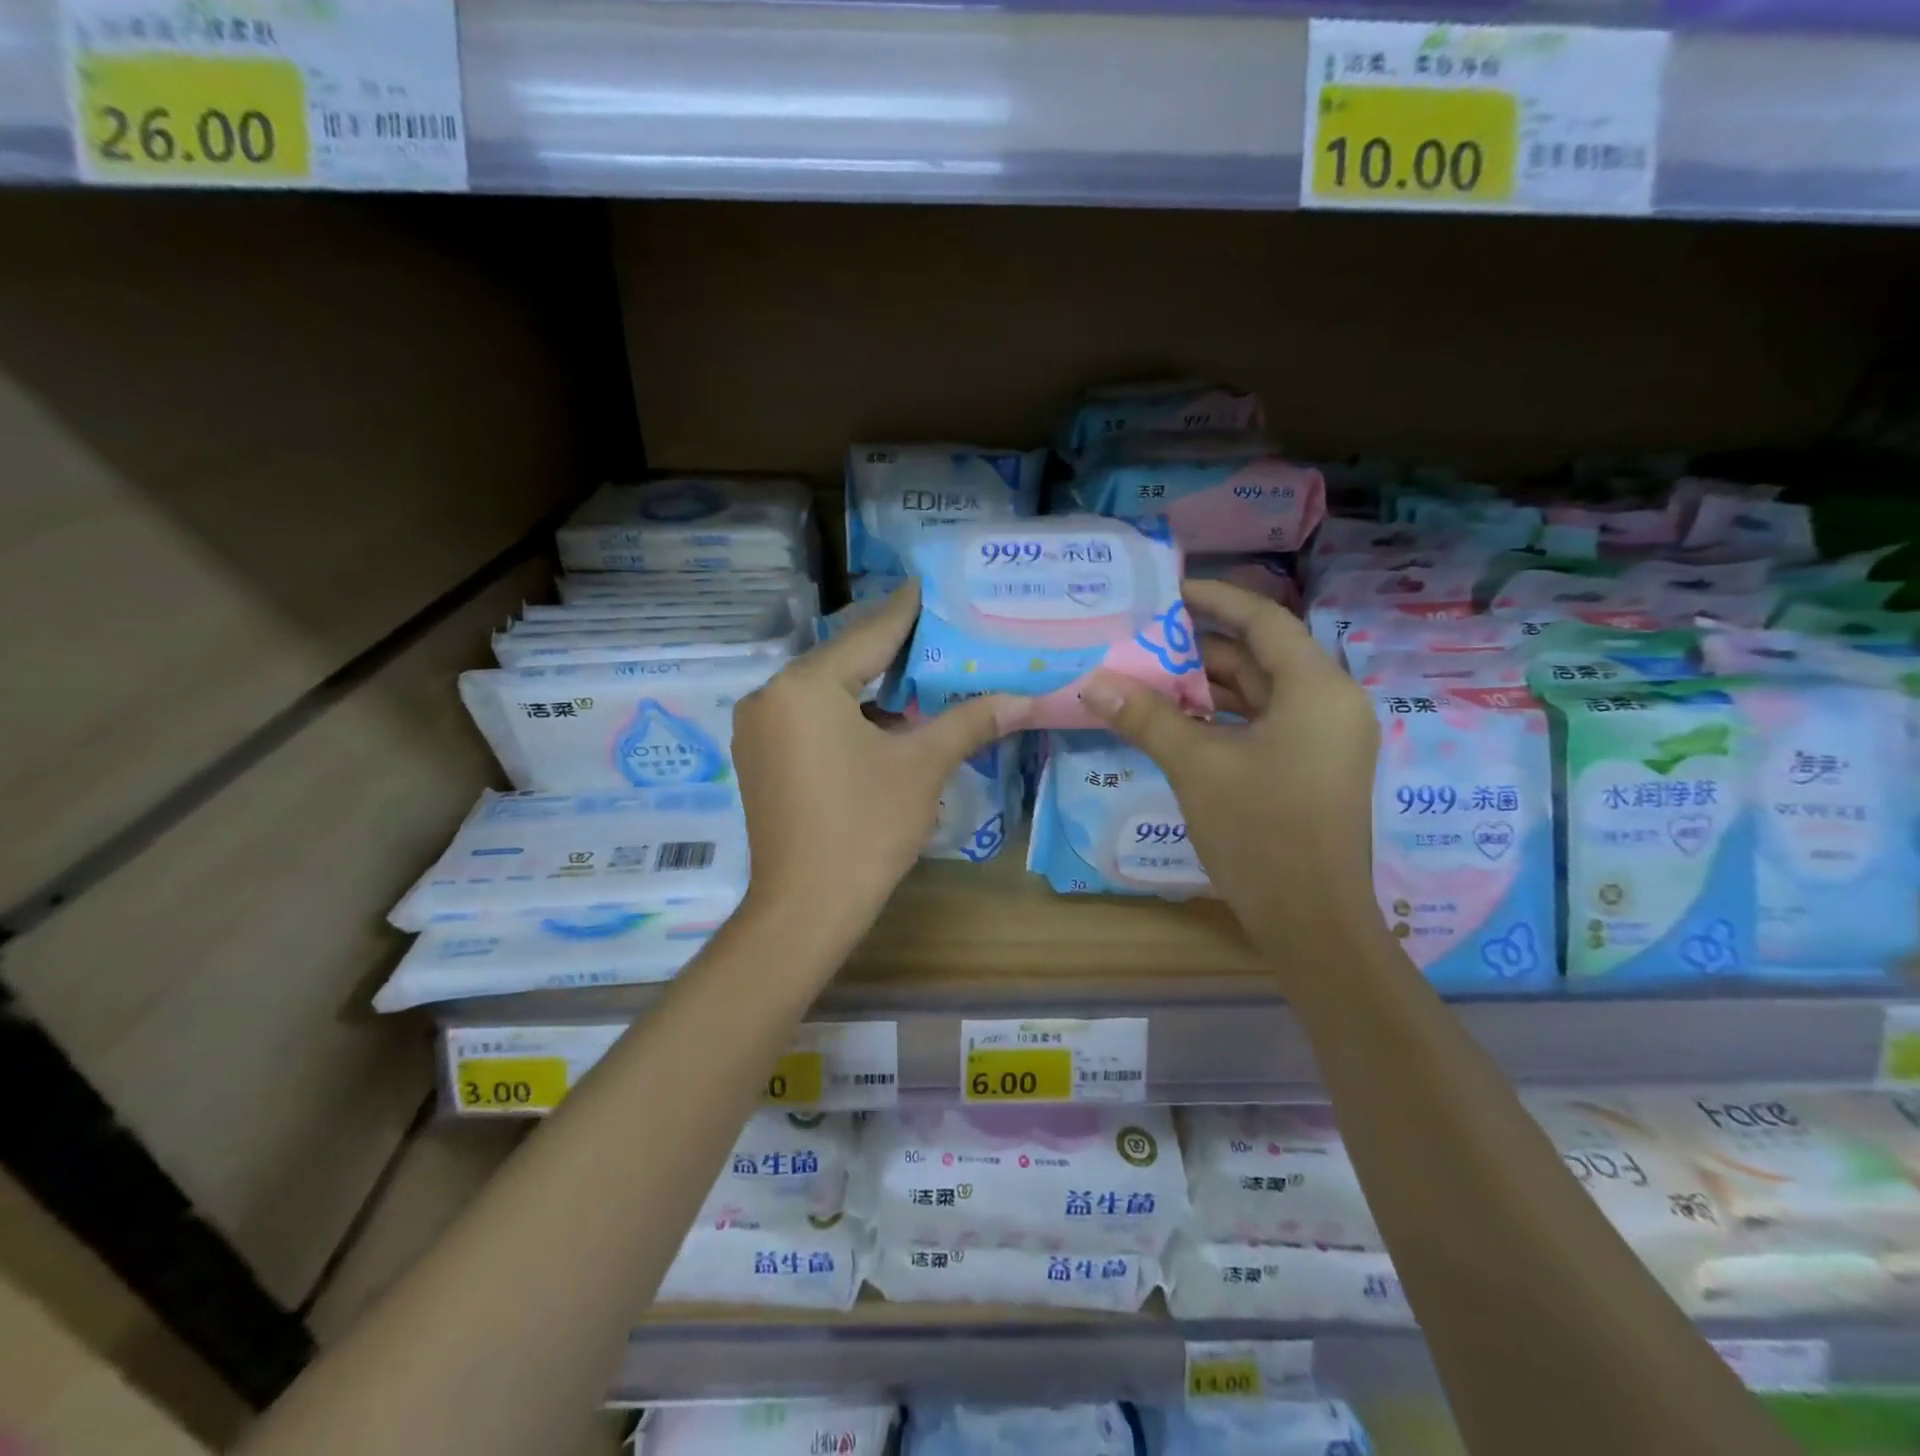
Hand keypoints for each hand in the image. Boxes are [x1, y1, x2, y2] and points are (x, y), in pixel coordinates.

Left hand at [731, 580, 1031, 945]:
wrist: (806, 908)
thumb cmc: (865, 828)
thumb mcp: (923, 767)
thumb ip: (970, 722)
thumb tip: (1024, 698)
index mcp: (806, 685)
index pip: (869, 634)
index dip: (906, 610)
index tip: (931, 584)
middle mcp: (771, 695)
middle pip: (844, 659)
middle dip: (893, 650)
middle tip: (940, 632)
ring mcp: (759, 729)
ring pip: (826, 691)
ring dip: (871, 686)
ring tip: (922, 675)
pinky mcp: (760, 758)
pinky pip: (809, 718)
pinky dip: (847, 714)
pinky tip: (884, 722)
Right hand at [1080, 579, 1380, 959]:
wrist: (1311, 921)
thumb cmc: (1260, 831)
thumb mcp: (1196, 766)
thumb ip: (1146, 717)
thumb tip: (1093, 683)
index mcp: (1316, 689)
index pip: (1265, 621)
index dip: (1217, 600)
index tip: (1172, 590)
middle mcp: (1330, 704)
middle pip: (1261, 657)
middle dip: (1202, 648)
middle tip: (1145, 638)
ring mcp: (1324, 740)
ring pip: (1261, 694)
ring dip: (1209, 686)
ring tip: (1149, 676)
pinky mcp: (1312, 769)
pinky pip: (1265, 725)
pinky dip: (1224, 718)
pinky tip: (1178, 721)